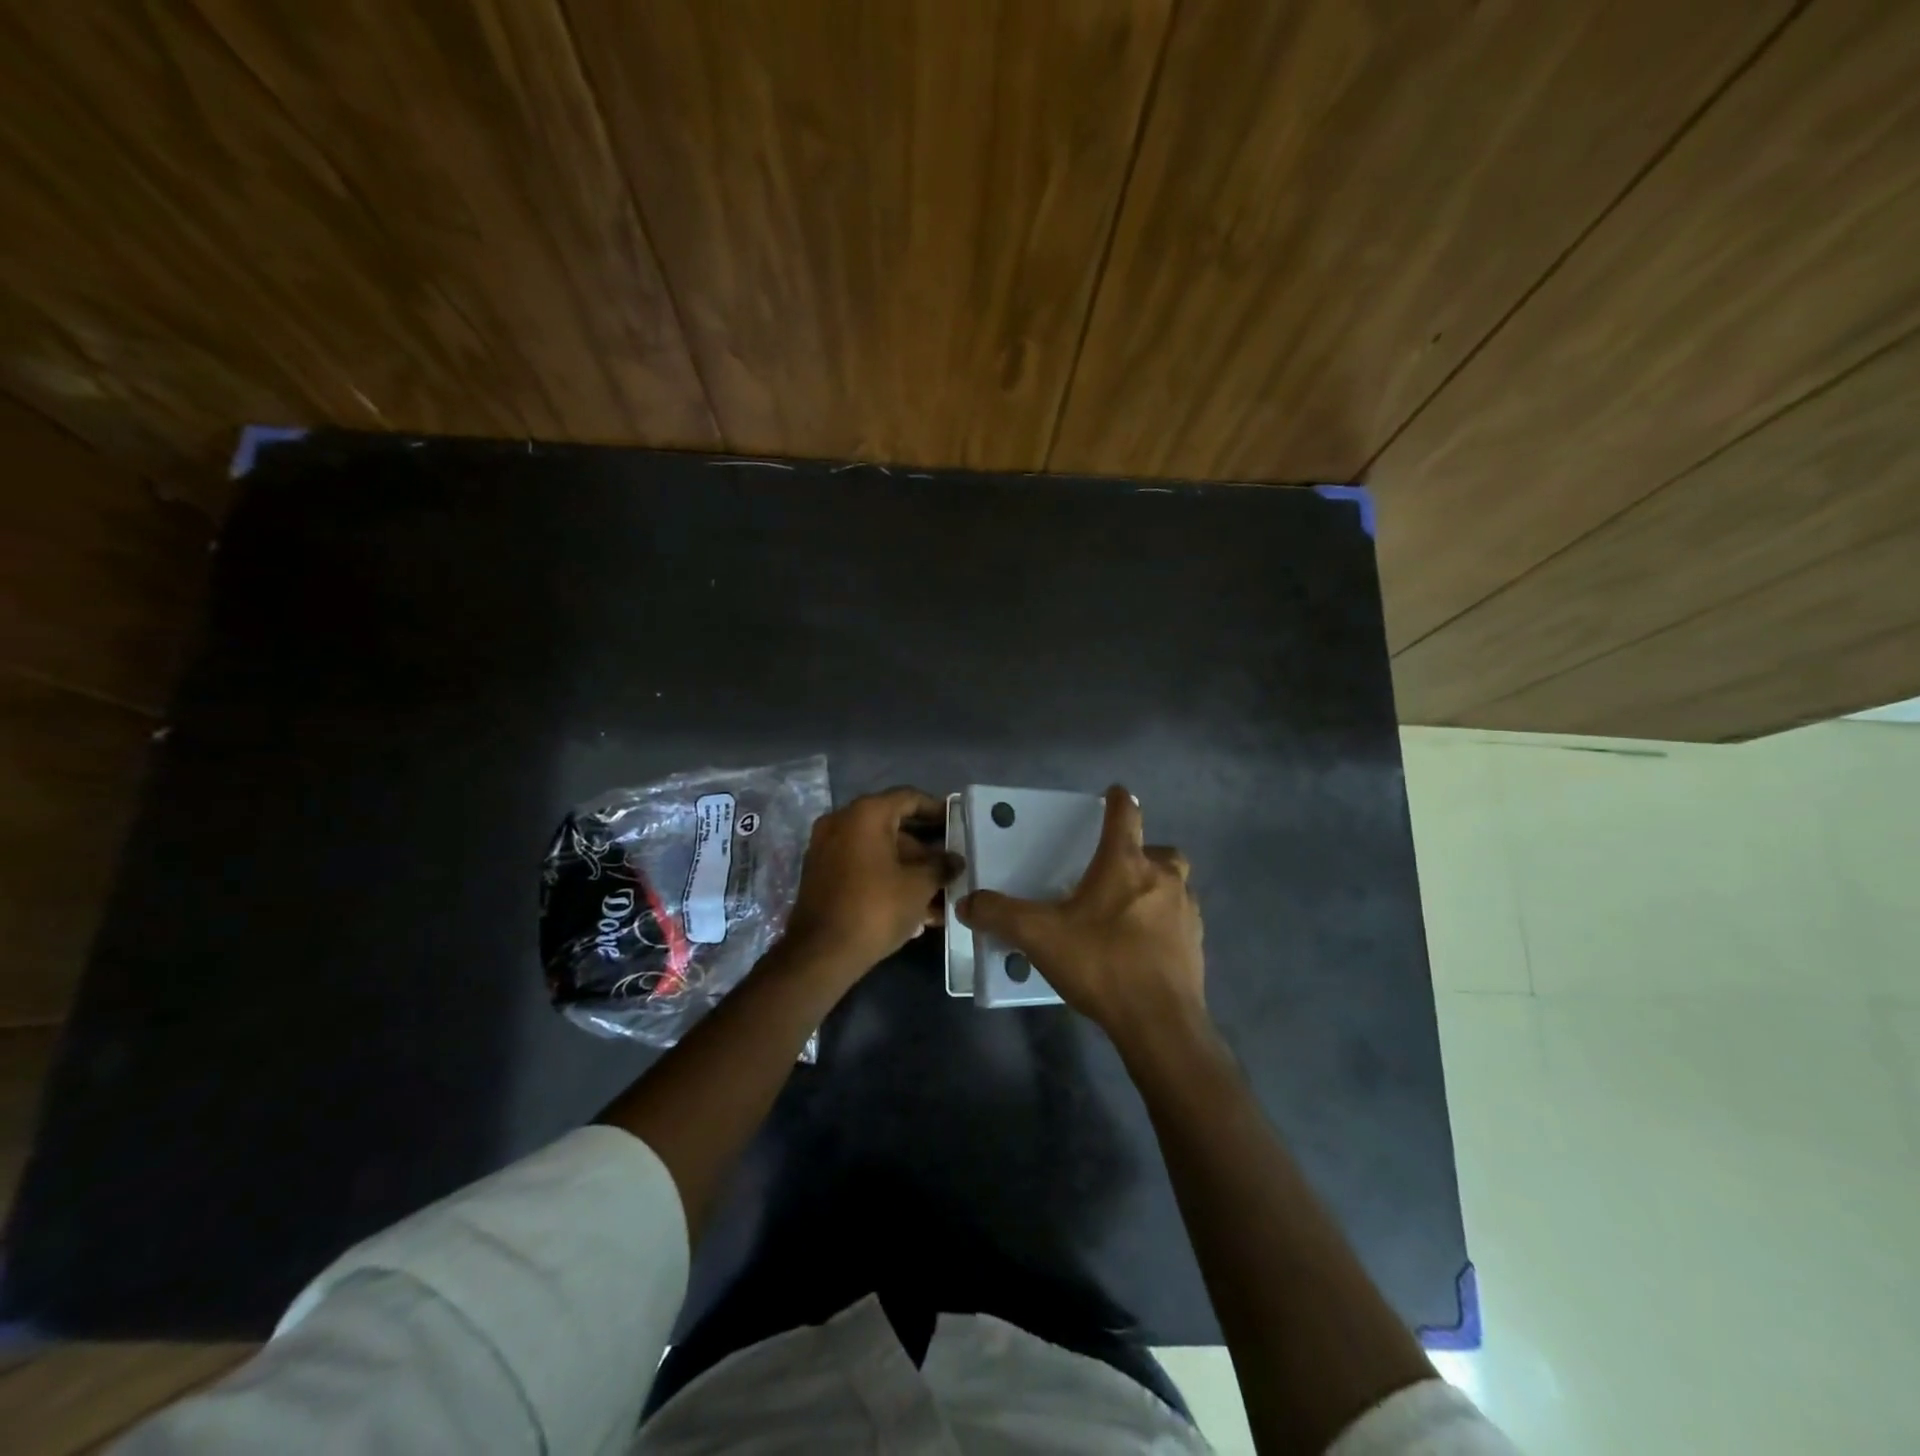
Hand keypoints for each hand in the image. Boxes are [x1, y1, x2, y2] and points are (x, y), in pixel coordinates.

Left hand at [782, 787, 962, 975]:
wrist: (821, 953)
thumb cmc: (875, 908)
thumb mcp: (918, 886)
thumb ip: (941, 866)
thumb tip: (955, 860)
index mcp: (865, 814)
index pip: (908, 798)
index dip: (937, 809)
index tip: (958, 822)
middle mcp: (842, 822)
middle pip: (893, 826)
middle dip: (925, 848)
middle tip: (951, 865)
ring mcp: (827, 848)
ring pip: (879, 851)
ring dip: (909, 869)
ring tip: (939, 893)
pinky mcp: (822, 875)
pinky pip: (862, 867)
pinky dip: (887, 878)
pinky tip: (915, 907)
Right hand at [957, 785, 1204, 1046]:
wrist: (1160, 1022)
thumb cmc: (1101, 963)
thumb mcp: (1039, 936)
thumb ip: (1000, 915)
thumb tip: (966, 902)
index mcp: (1125, 864)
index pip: (1126, 815)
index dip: (1118, 800)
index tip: (1114, 792)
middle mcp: (1163, 878)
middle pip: (1161, 850)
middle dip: (1144, 852)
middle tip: (1119, 869)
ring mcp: (1186, 912)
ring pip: (1176, 885)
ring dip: (1157, 888)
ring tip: (1129, 910)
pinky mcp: (1197, 945)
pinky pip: (1181, 921)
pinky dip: (1165, 923)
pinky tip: (1144, 946)